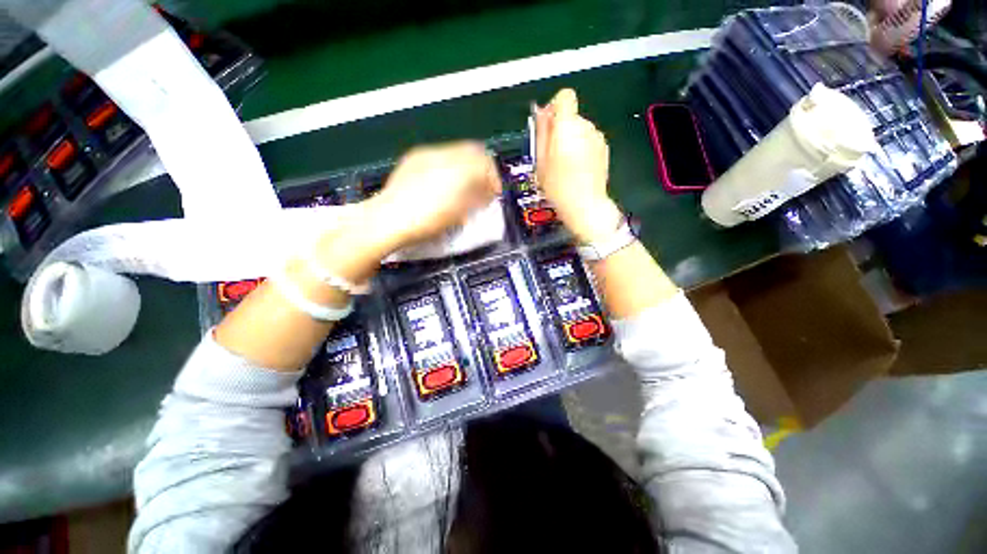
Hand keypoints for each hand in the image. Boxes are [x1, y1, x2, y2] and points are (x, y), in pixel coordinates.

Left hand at [366, 141, 501, 248]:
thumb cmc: (426, 221)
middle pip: (473, 150)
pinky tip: (444, 183)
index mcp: (457, 169)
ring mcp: (426, 154)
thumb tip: (487, 193)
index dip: (494, 178)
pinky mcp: (413, 158)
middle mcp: (444, 154)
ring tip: (464, 186)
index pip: (486, 162)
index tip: (494, 193)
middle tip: (483, 188)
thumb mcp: (458, 214)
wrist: (387, 220)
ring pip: (457, 151)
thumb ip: (477, 199)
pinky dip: (450, 166)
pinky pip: (440, 156)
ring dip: (466, 167)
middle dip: (482, 168)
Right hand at [535, 88, 622, 243]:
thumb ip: (541, 133)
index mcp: (567, 127)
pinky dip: (582, 148)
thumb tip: (541, 112)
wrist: (585, 205)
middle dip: (561, 129)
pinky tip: (577, 169)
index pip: (565, 97)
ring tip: (565, 165)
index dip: (554, 107)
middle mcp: (586, 126)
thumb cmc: (558, 187)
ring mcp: (598, 137)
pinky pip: (589, 140)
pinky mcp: (604, 148)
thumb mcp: (540, 162)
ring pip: (580, 129)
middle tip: (552, 155)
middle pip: (572, 116)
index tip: (548, 127)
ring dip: (571, 140)